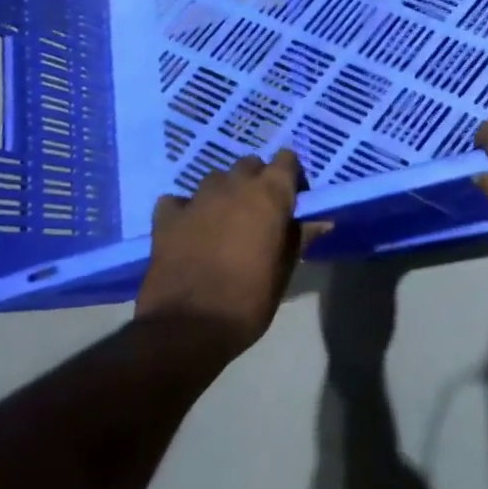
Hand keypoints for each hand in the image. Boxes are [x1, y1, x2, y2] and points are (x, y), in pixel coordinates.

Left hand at [136, 151, 321, 351]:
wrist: (187, 329)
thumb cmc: (248, 300)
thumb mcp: (284, 271)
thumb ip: (300, 237)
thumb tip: (321, 221)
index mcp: (269, 194)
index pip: (287, 159)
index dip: (291, 177)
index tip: (293, 199)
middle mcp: (234, 185)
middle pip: (250, 165)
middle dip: (256, 181)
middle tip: (259, 212)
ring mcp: (197, 198)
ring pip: (215, 179)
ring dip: (223, 193)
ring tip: (224, 221)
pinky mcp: (166, 217)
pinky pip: (178, 200)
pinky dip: (185, 210)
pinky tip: (188, 229)